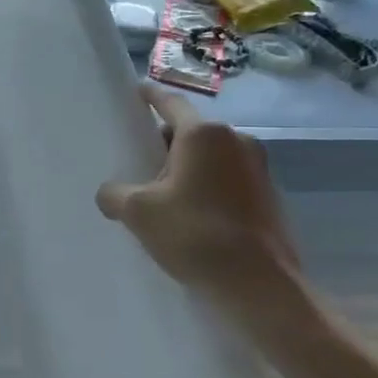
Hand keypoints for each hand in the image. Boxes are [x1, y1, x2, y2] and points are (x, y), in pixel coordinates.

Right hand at [96, 83, 299, 296]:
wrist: (259, 286)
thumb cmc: (195, 234)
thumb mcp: (138, 212)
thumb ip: (114, 194)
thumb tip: (109, 194)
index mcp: (204, 135)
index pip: (170, 103)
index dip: (149, 96)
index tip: (136, 92)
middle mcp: (236, 141)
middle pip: (189, 132)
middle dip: (163, 144)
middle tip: (137, 164)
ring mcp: (258, 169)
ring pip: (210, 157)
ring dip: (186, 168)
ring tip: (161, 195)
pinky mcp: (268, 197)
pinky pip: (227, 179)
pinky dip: (207, 187)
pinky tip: (190, 215)